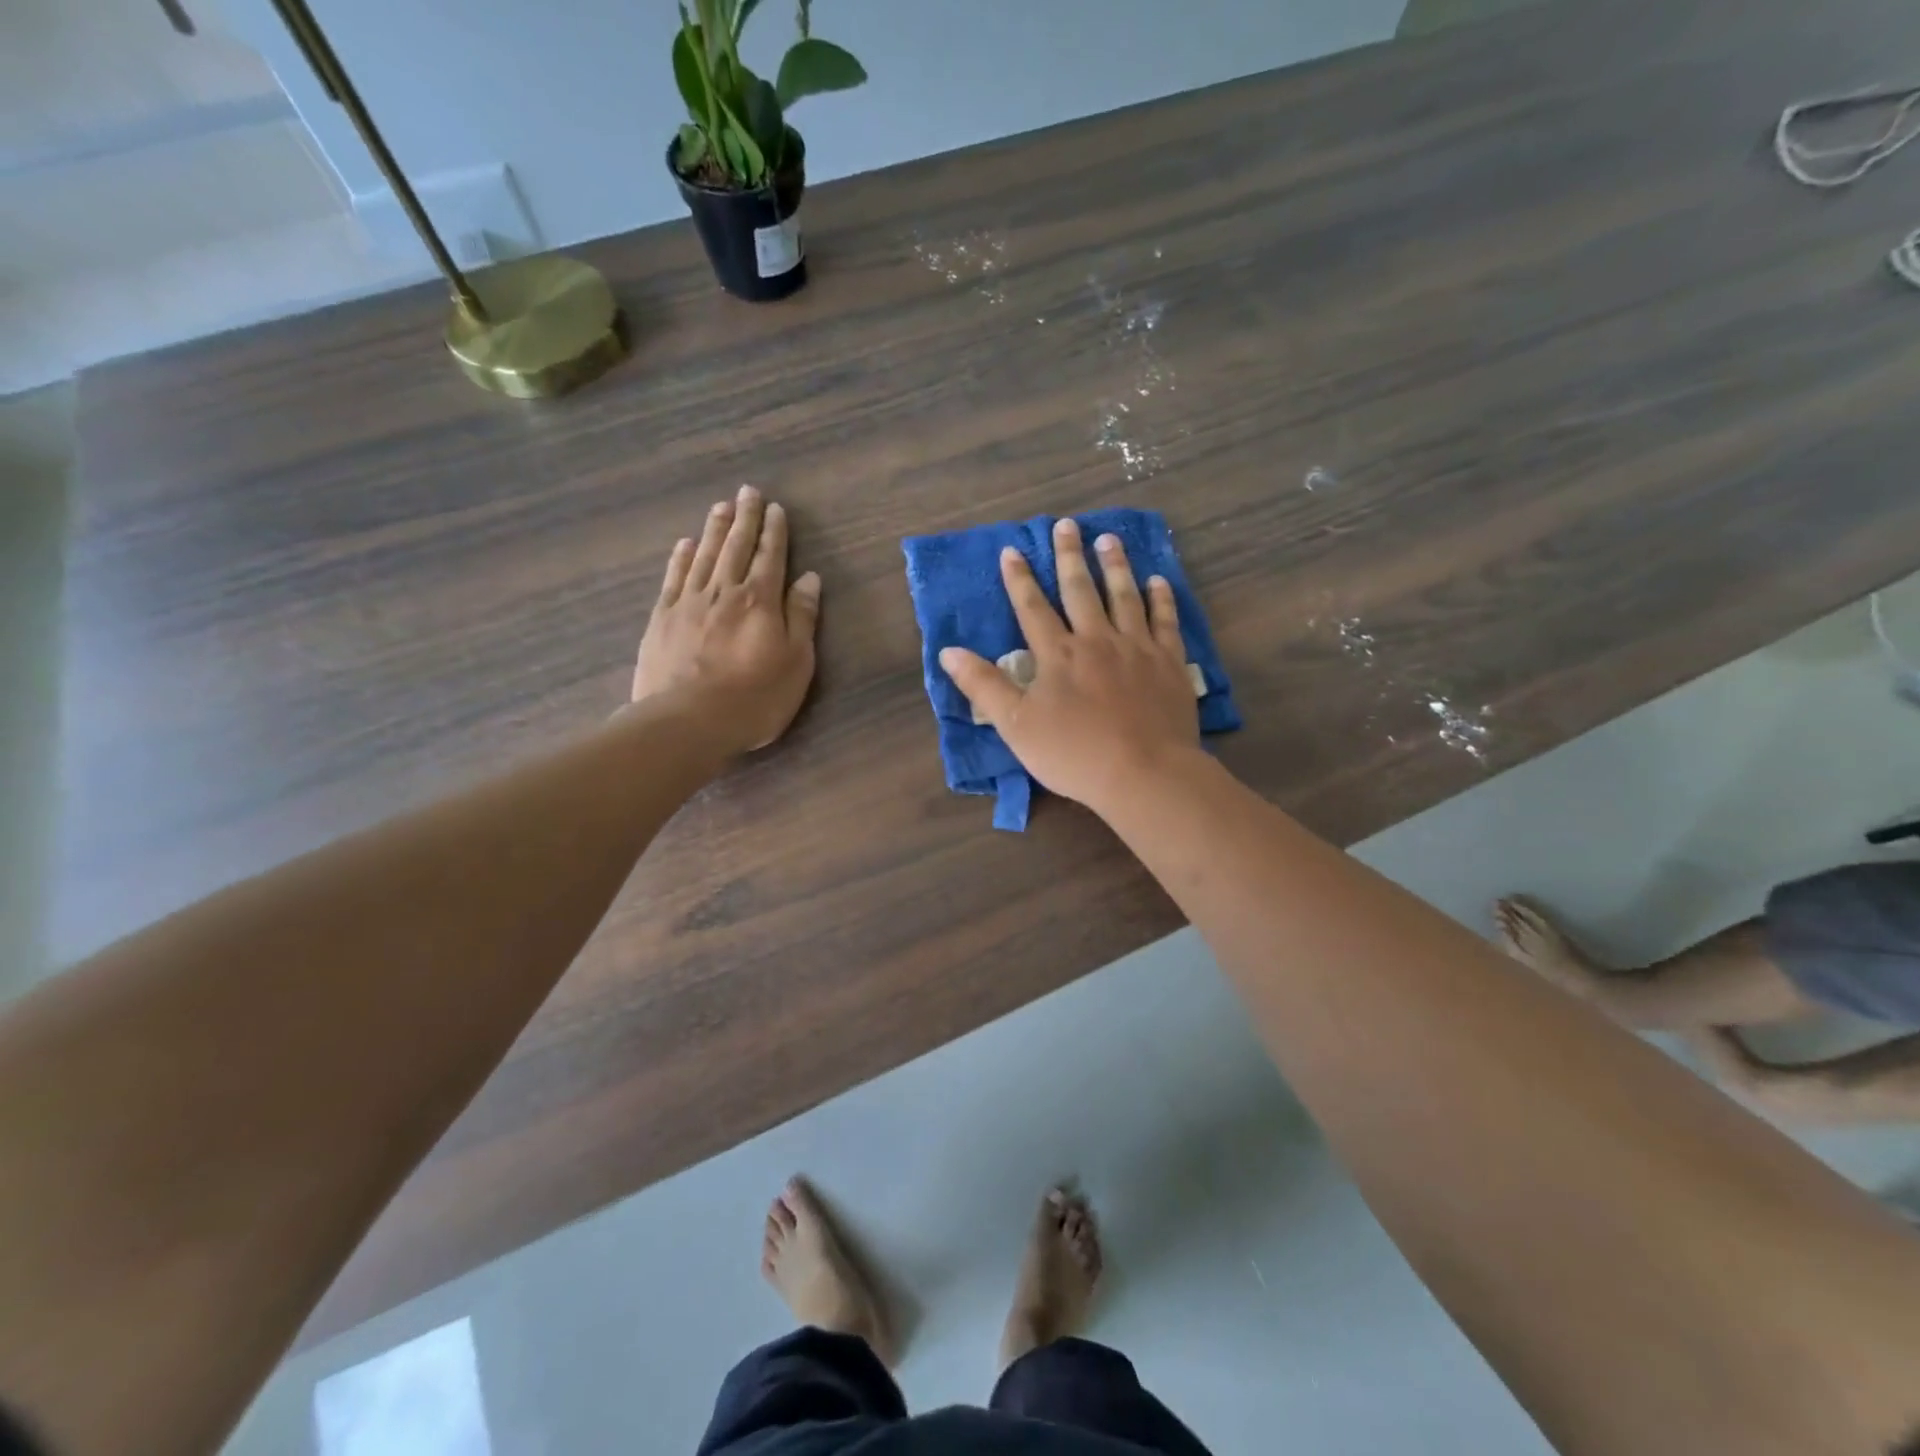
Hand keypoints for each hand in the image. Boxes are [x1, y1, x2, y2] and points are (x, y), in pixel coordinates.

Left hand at [631, 485, 821, 755]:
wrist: (687, 721)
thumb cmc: (754, 698)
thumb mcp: (796, 663)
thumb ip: (802, 617)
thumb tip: (809, 577)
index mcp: (761, 601)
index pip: (770, 557)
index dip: (774, 532)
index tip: (775, 508)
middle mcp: (725, 591)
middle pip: (736, 547)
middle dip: (744, 519)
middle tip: (747, 492)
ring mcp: (689, 602)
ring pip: (704, 556)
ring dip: (714, 530)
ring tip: (720, 507)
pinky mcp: (662, 619)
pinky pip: (675, 578)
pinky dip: (681, 557)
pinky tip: (685, 544)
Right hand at [941, 518, 1198, 814]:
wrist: (1143, 773)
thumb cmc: (1073, 754)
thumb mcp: (1015, 726)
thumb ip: (983, 686)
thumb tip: (948, 651)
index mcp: (1057, 655)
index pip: (1032, 608)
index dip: (1019, 579)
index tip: (1012, 550)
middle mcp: (1096, 640)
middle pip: (1080, 590)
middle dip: (1069, 557)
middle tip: (1066, 525)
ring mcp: (1137, 648)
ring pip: (1124, 596)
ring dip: (1115, 566)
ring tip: (1108, 538)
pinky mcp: (1169, 663)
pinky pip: (1165, 621)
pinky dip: (1161, 599)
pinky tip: (1159, 581)